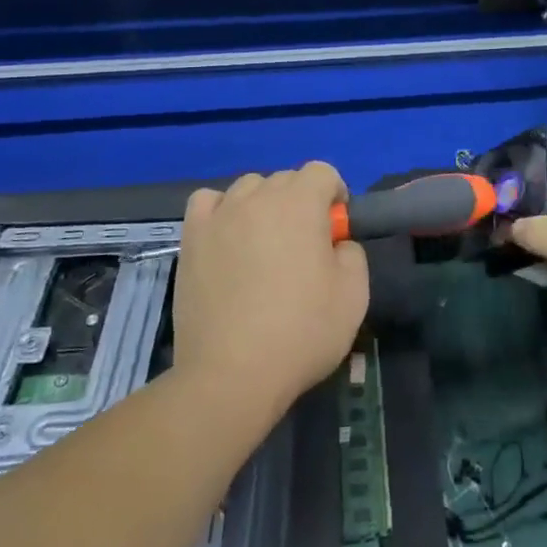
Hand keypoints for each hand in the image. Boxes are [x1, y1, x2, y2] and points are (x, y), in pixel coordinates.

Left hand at [173, 163, 369, 419]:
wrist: (232, 374)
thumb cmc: (301, 332)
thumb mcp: (355, 294)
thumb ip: (352, 252)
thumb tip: (336, 243)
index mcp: (301, 203)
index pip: (322, 171)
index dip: (334, 194)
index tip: (335, 230)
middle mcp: (259, 198)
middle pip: (285, 179)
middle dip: (301, 202)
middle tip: (304, 247)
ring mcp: (221, 216)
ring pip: (248, 188)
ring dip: (263, 205)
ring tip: (264, 245)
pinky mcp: (192, 238)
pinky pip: (208, 202)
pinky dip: (222, 210)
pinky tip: (228, 238)